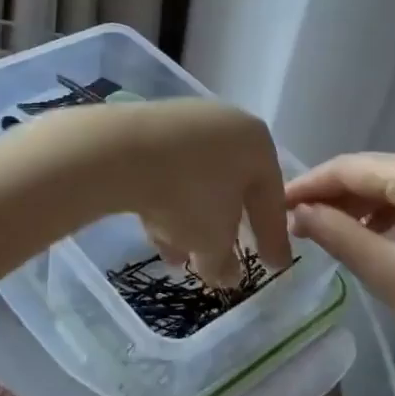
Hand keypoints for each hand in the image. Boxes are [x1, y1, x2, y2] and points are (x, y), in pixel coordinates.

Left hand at [43, 99, 290, 286]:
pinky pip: (167, 169)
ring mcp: (184, 120)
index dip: (273, 238)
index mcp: (257, 143)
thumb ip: (224, 262)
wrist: (120, 151)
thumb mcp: (213, 241)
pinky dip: (165, 199)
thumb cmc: (188, 194)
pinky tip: (152, 230)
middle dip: (223, 229)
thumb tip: (227, 275)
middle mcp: (225, 124)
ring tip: (176, 257)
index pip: (272, 199)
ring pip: (195, 181)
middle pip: (231, 186)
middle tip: (220, 260)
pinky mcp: (148, 125)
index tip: (273, 266)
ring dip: (189, 221)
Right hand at [285, 153, 394, 395]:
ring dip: (363, 210)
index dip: (308, 185)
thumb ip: (335, 234)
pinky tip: (380, 244)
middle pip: (376, 174)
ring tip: (332, 237)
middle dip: (334, 198)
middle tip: (297, 224)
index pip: (349, 167)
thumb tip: (297, 212)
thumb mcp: (388, 273)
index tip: (274, 205)